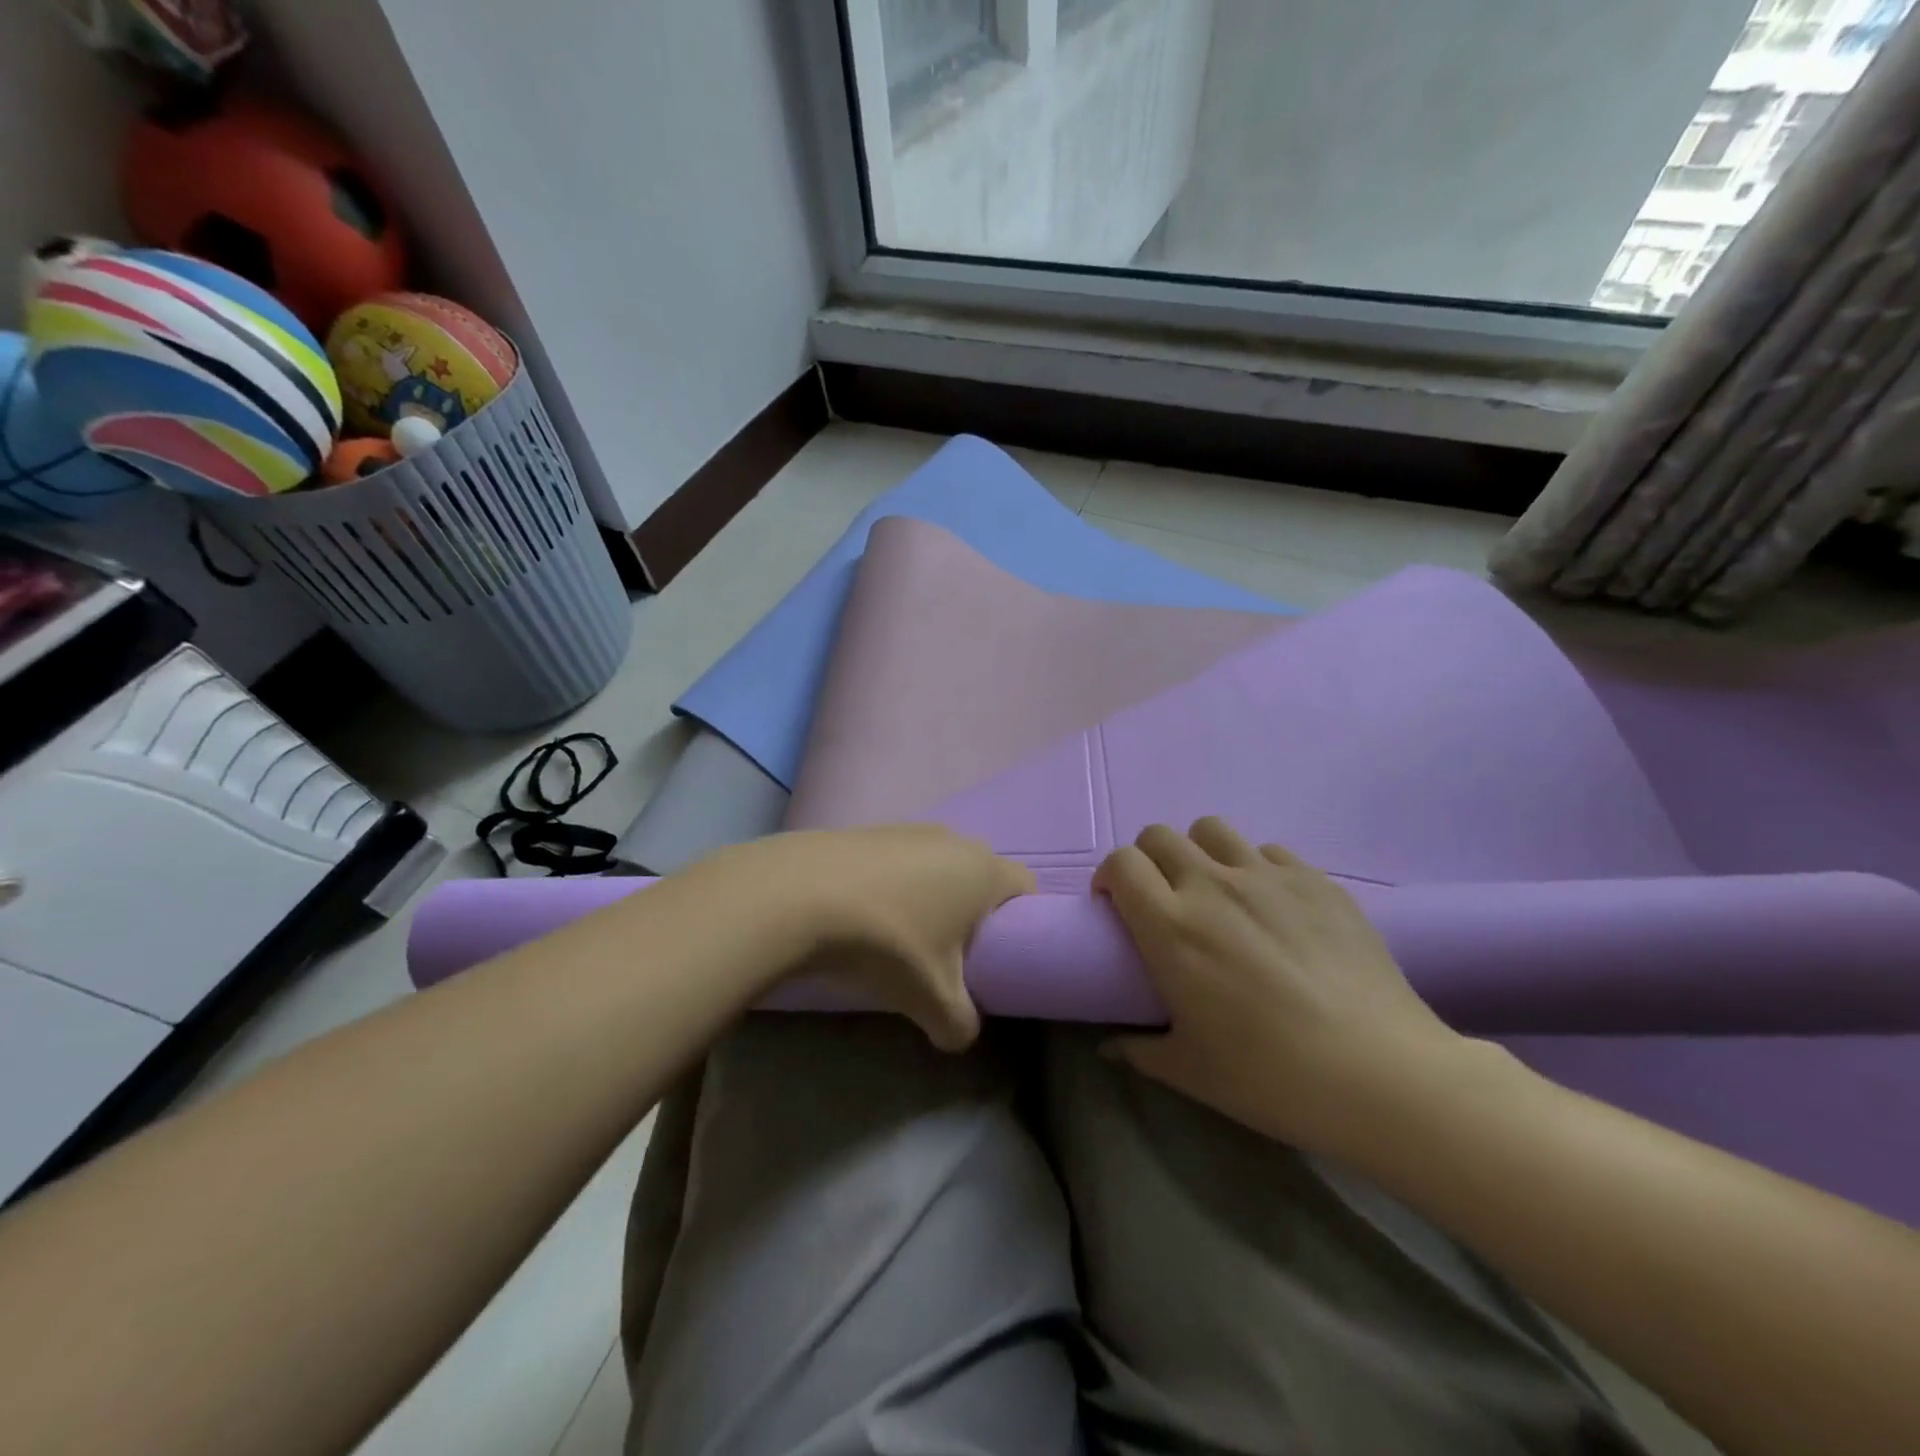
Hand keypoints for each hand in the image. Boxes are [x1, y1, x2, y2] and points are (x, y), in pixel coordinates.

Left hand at [691, 826, 1035, 1051]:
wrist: (800, 896)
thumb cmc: (887, 943)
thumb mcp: (932, 1000)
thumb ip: (960, 1025)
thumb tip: (959, 1035)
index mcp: (983, 870)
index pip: (1027, 888)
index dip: (1023, 923)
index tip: (1001, 956)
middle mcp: (953, 839)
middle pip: (981, 876)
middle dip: (974, 913)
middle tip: (954, 955)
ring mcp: (908, 829)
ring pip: (938, 866)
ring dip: (931, 898)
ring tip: (904, 938)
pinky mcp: (870, 831)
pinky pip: (900, 862)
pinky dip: (895, 886)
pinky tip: (868, 917)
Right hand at [1094, 817, 1464, 1153]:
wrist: (1381, 1074)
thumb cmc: (1271, 1076)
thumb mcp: (1191, 1071)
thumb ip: (1139, 1050)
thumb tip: (1109, 1046)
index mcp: (1171, 926)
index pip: (1121, 863)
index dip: (1112, 876)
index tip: (1118, 906)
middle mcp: (1212, 885)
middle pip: (1159, 835)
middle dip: (1148, 859)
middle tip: (1163, 899)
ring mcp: (1268, 876)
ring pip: (1212, 829)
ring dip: (1200, 852)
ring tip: (1216, 891)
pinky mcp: (1316, 879)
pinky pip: (1269, 851)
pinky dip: (1256, 867)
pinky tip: (1273, 906)